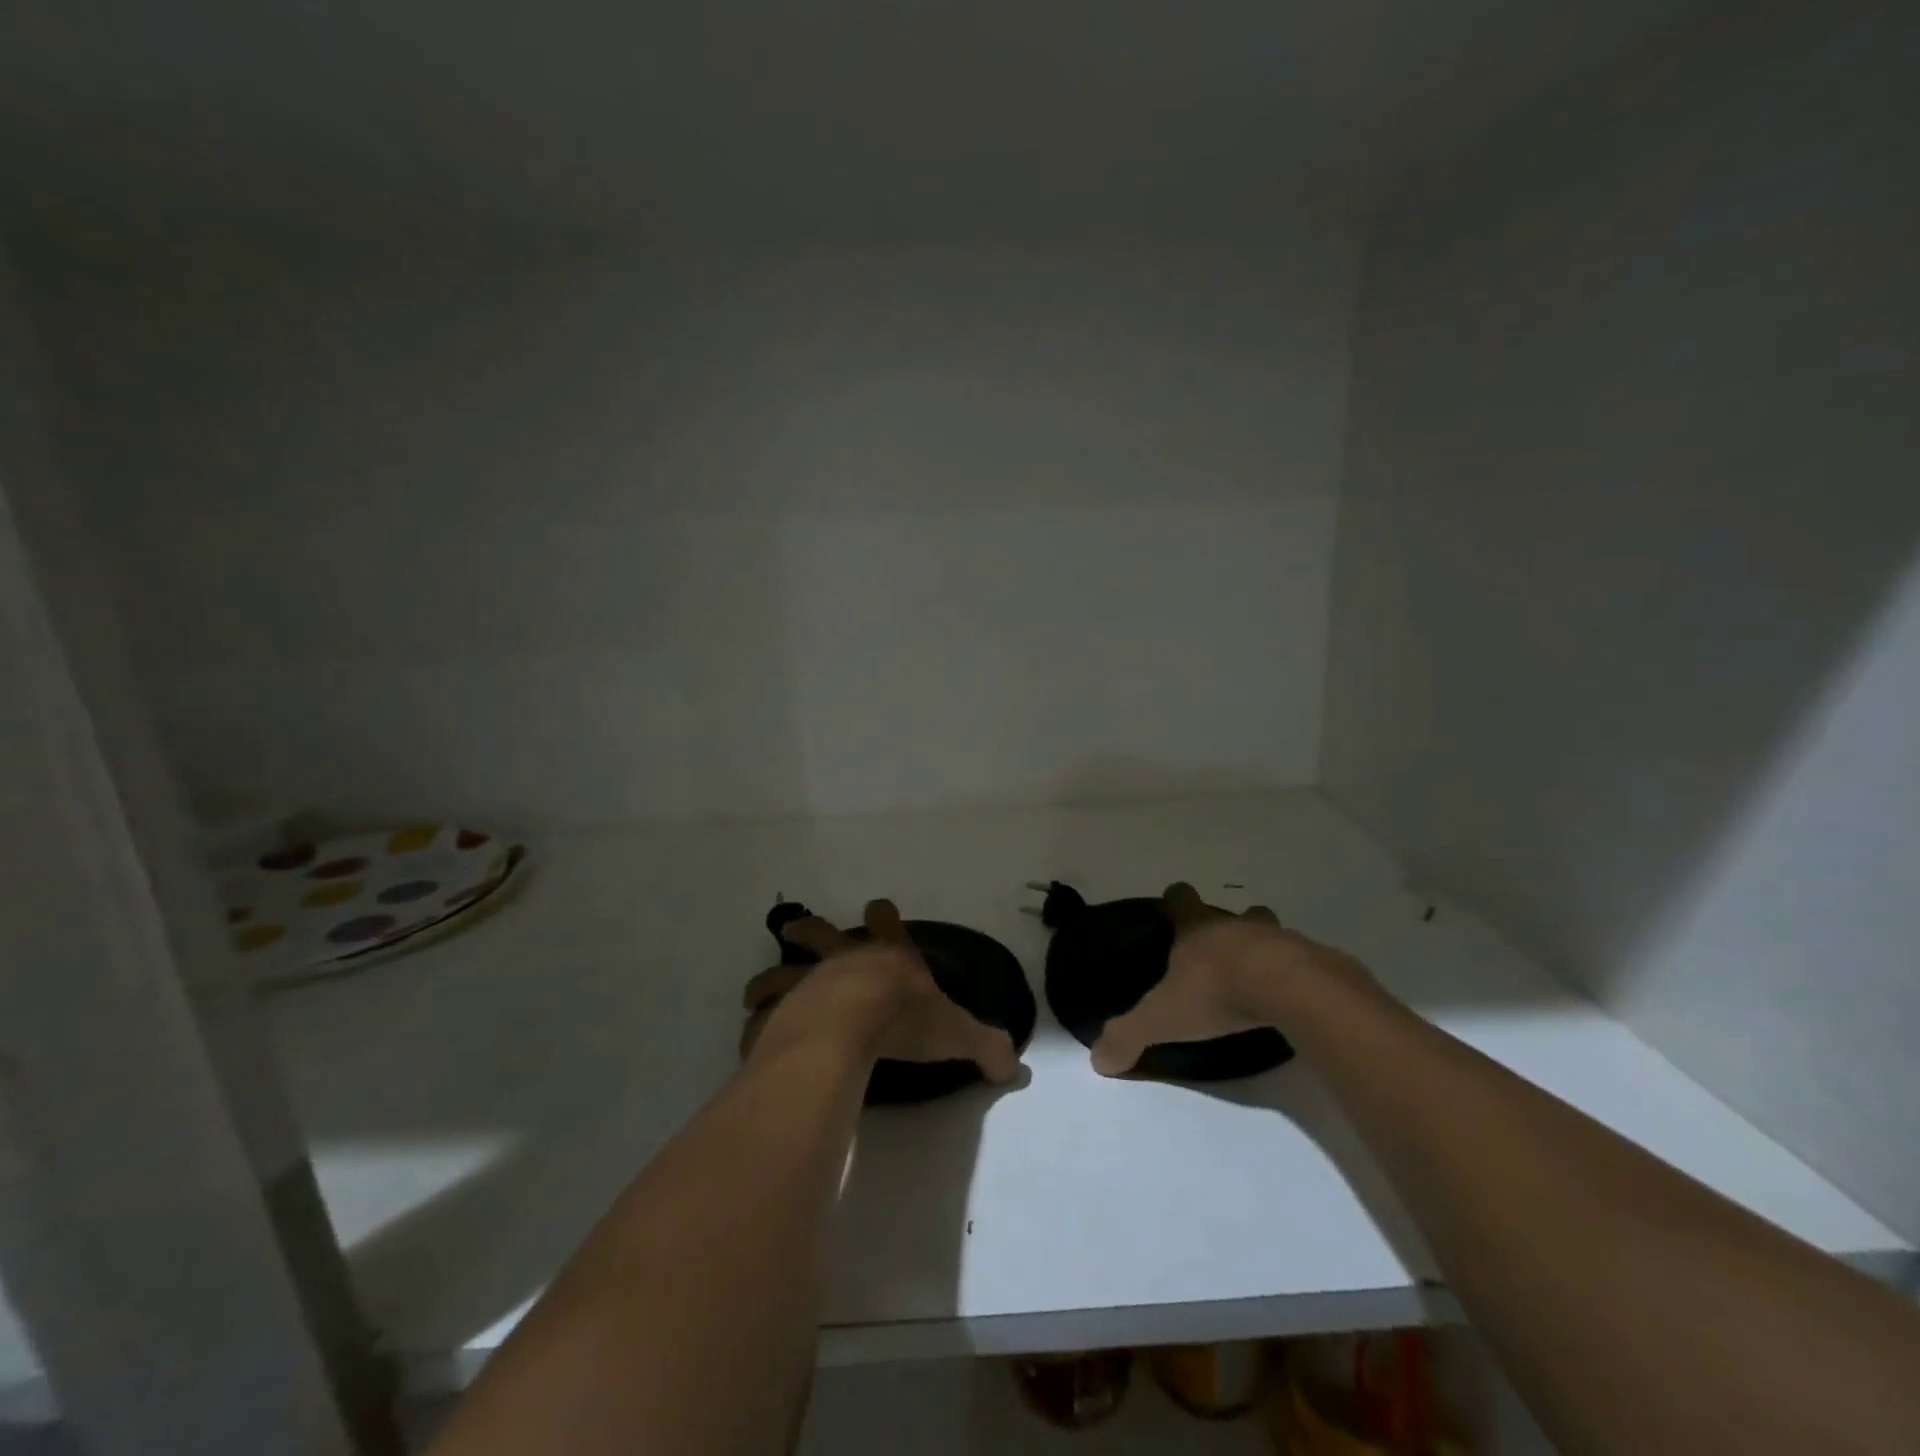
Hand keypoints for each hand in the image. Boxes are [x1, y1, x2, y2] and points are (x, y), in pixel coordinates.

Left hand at [740, 900, 1020, 1082]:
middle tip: (799, 930)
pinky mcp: (782, 1011)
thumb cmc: (904, 1017)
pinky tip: (751, 1039)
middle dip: (809, 930)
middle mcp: (843, 960)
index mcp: (885, 956)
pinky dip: (755, 1027)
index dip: (884, 914)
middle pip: (819, 932)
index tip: (878, 907)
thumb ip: (987, 1046)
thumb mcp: (955, 1031)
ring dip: (768, 978)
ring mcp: (808, 981)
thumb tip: (1016, 1067)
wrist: (850, 1027)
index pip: (887, 920)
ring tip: (757, 991)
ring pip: (779, 970)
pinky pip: (761, 1019)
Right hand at [1089, 882, 1368, 1076]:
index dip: (1176, 902)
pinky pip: (1303, 962)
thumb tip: (1098, 1060)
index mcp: (1197, 929)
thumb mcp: (1163, 1018)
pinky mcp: (1315, 961)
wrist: (1291, 991)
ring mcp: (1279, 938)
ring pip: (1269, 933)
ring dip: (1264, 949)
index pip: (1181, 899)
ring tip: (1260, 979)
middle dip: (1227, 927)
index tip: (1174, 910)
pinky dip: (1296, 976)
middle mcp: (1236, 925)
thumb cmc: (1217, 992)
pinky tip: (1291, 1001)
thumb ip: (1128, 1035)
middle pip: (1231, 913)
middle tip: (1221, 956)